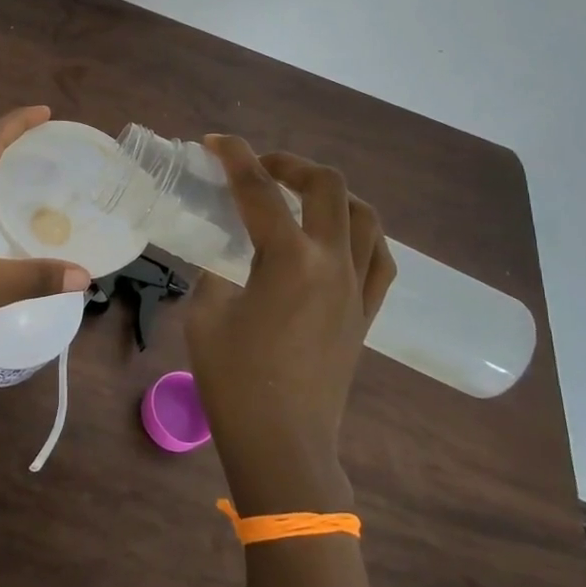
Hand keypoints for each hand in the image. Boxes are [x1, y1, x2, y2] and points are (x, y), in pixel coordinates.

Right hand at [185, 136, 395, 515]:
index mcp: (287, 259)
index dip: (234, 157)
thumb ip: (216, 274)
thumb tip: (225, 258)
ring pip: (364, 216)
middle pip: (326, 187)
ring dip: (332, 194)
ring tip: (302, 197)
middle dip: (291, 164)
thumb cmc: (235, 382)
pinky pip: (379, 258)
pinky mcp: (366, 313)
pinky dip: (359, 234)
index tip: (215, 141)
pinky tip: (338, 240)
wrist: (283, 444)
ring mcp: (357, 288)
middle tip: (260, 168)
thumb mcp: (206, 315)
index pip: (258, 190)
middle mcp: (332, 263)